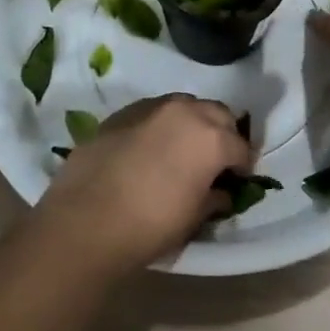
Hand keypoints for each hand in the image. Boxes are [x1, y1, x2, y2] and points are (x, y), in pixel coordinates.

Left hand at [33, 94, 255, 274]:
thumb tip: (221, 192)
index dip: (243, 165)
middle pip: (217, 114)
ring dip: (192, 123)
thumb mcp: (194, 218)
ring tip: (182, 149)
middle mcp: (186, 112)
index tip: (238, 179)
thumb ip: (214, 197)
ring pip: (185, 105)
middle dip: (222, 133)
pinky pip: (153, 112)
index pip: (240, 147)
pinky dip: (160, 124)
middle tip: (215, 160)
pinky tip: (150, 148)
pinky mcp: (123, 112)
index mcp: (211, 138)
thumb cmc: (151, 225)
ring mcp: (152, 107)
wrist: (86, 220)